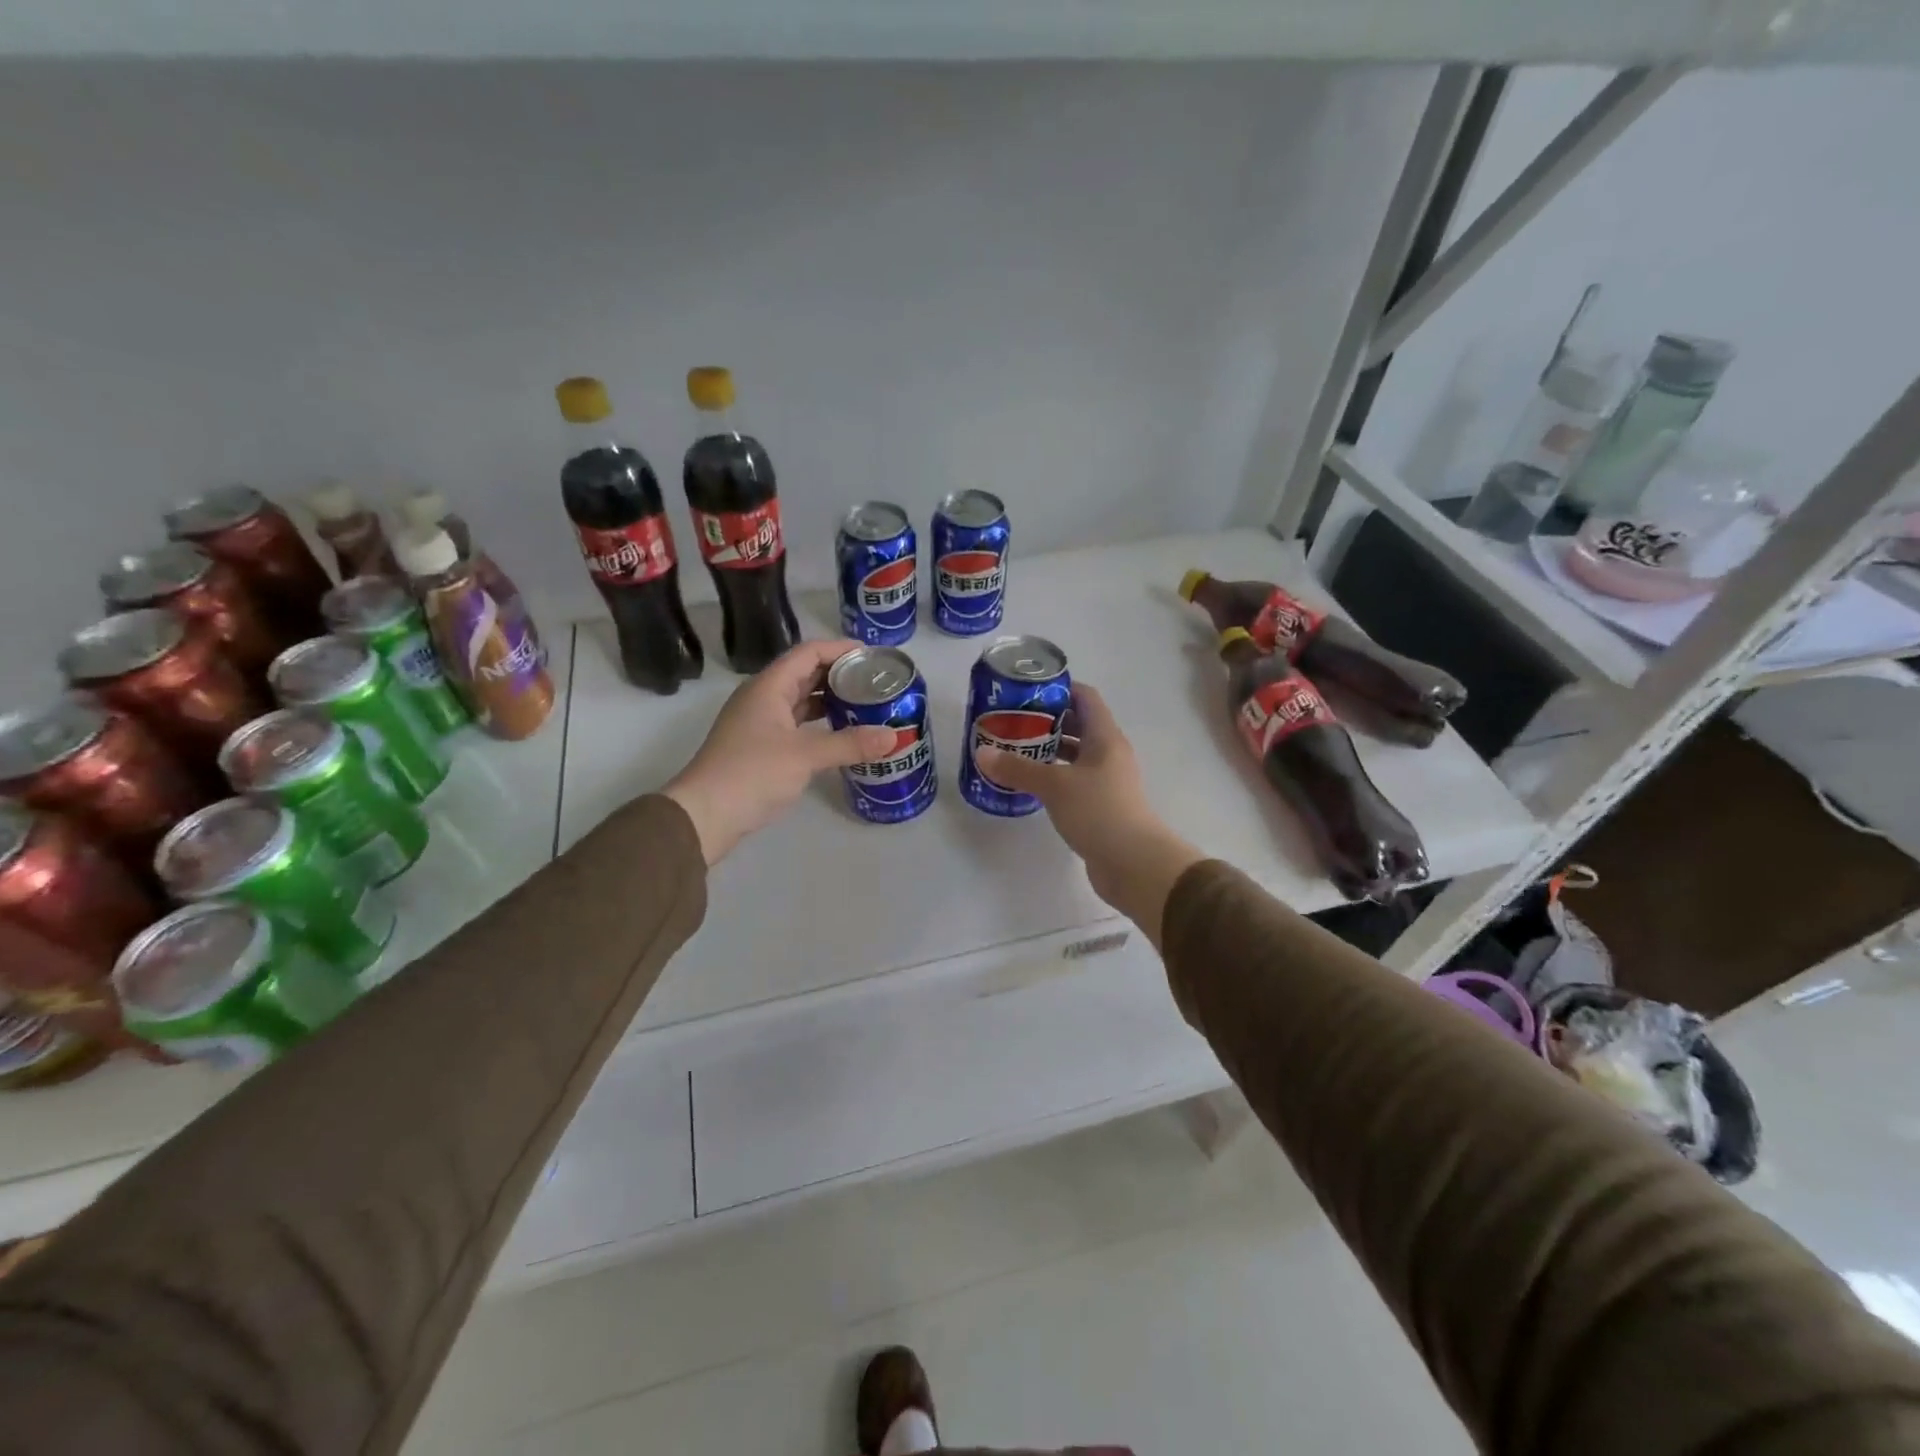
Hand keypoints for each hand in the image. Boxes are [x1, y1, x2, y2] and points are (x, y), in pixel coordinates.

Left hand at [664, 640, 895, 864]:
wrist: (705, 814)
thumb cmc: (752, 773)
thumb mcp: (806, 755)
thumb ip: (850, 744)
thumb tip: (893, 736)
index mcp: (768, 687)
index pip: (808, 653)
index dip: (840, 649)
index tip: (872, 656)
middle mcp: (762, 698)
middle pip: (805, 674)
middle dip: (840, 675)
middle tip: (875, 682)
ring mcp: (759, 723)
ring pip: (800, 700)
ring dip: (830, 700)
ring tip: (865, 705)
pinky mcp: (760, 746)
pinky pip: (796, 723)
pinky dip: (819, 723)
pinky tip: (842, 734)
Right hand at [974, 684, 1203, 946]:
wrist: (1134, 864)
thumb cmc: (1099, 812)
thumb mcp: (1054, 786)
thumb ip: (1018, 768)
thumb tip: (982, 752)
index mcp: (1105, 737)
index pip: (1085, 697)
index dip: (1058, 689)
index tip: (1026, 691)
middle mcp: (1109, 753)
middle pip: (1079, 724)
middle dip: (1046, 720)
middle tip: (1012, 721)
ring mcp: (1107, 780)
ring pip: (1075, 755)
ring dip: (1049, 750)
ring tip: (1014, 749)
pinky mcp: (1101, 805)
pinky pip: (1074, 780)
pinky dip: (1053, 776)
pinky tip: (1030, 783)